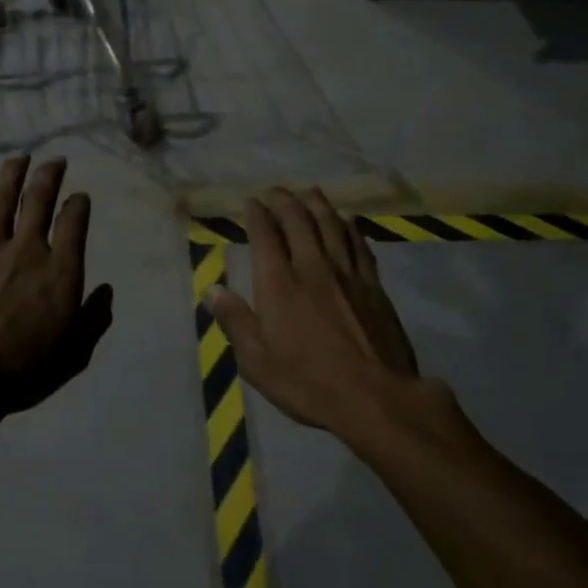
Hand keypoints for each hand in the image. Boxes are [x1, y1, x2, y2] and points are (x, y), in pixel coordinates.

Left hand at [0, 156, 113, 418]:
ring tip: (19, 158)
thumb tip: (105, 290)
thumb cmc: (25, 370)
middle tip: (55, 161)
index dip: (79, 204)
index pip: (73, 223)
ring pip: (0, 202)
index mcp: (60, 271)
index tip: (80, 197)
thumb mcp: (75, 352)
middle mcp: (26, 251)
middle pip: (38, 201)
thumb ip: (94, 318)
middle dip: (49, 176)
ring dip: (10, 175)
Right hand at [207, 188, 448, 440]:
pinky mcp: (374, 285)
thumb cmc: (308, 383)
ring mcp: (347, 273)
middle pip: (298, 221)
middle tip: (275, 191)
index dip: (257, 214)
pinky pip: (359, 244)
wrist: (375, 397)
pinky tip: (348, 220)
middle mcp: (312, 267)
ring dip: (317, 204)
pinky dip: (350, 227)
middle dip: (284, 200)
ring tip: (308, 191)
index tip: (251, 203)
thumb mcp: (257, 362)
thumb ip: (235, 321)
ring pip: (331, 225)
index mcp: (279, 283)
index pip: (265, 235)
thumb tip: (212, 290)